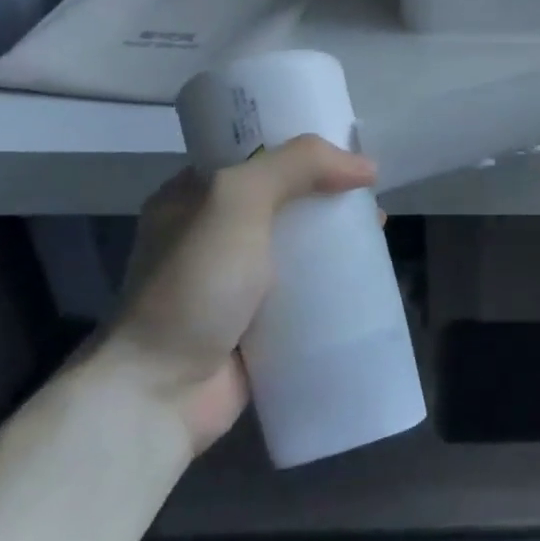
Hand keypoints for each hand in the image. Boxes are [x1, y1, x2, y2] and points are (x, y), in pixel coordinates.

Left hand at [106, 137, 375, 451]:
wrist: (161, 392)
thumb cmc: (194, 285)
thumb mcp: (237, 201)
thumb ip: (296, 166)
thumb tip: (364, 166)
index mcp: (192, 197)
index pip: (254, 154)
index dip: (301, 148)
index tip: (346, 148)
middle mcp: (212, 235)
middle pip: (284, 199)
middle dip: (328, 194)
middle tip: (369, 195)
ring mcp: (234, 282)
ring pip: (298, 246)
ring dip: (336, 238)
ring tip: (378, 231)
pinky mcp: (257, 322)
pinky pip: (304, 291)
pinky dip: (333, 282)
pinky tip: (367, 276)